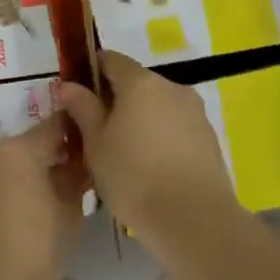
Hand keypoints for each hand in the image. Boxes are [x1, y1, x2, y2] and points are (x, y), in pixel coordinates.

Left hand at [0, 116, 88, 279]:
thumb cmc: (33, 249)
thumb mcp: (68, 214)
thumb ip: (75, 180)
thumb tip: (78, 165)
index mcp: (20, 149)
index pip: (56, 125)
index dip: (79, 131)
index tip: (97, 144)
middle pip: (33, 144)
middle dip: (58, 155)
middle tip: (83, 174)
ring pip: (15, 165)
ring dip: (37, 173)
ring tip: (60, 196)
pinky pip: (0, 183)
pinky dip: (18, 189)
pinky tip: (34, 211)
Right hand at [59, 52, 237, 252]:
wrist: (195, 220)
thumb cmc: (134, 177)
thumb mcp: (96, 144)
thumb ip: (83, 109)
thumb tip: (70, 85)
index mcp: (140, 82)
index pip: (111, 60)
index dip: (91, 71)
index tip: (78, 95)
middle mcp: (172, 87)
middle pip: (137, 83)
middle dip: (115, 100)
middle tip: (97, 132)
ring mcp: (195, 112)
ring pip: (158, 106)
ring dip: (140, 119)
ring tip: (125, 155)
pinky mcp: (209, 137)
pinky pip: (176, 127)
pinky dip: (161, 137)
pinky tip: (152, 167)